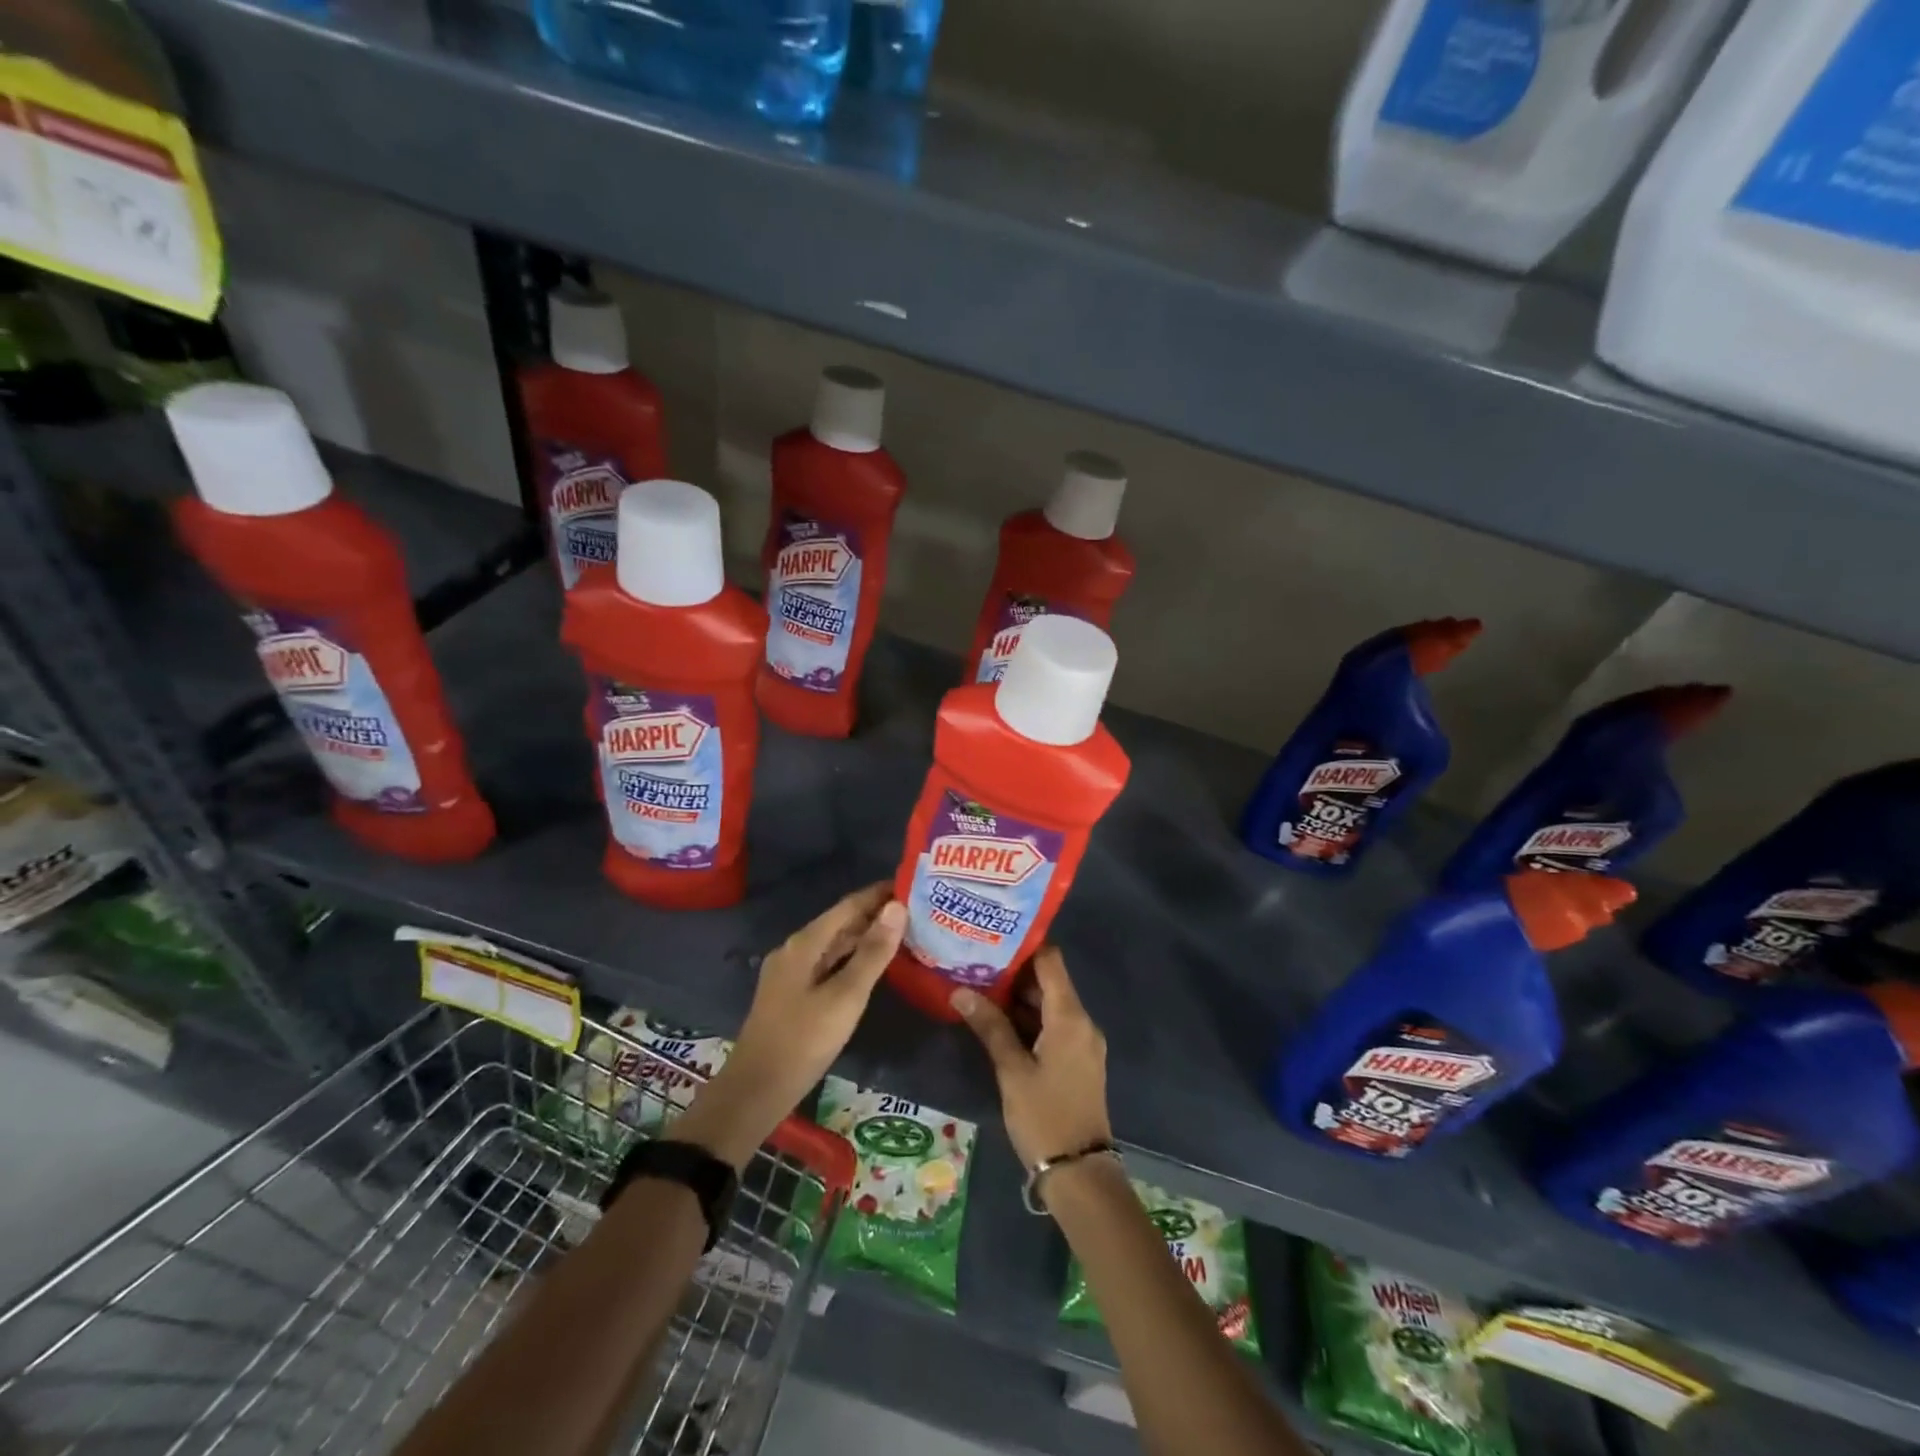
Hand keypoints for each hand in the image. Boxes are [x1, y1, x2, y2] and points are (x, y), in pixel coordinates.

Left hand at [677, 884, 904, 1167]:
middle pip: (841, 922)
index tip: (912, 884)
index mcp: (805, 943)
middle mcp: (796, 949)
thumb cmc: (804, 1040)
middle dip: (876, 914)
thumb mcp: (846, 997)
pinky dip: (853, 958)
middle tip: (918, 911)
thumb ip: (873, 952)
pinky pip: (829, 963)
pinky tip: (874, 967)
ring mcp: (791, 972)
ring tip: (905, 934)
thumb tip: (897, 907)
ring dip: (866, 937)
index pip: (849, 905)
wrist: (756, 1090)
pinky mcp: (793, 993)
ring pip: (835, 945)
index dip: (880, 893)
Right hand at [951, 946, 1111, 1169]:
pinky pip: (1053, 1025)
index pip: (1050, 961)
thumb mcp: (1012, 1070)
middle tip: (975, 961)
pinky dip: (1028, 1019)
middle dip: (1014, 972)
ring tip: (979, 984)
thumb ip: (990, 1026)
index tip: (993, 936)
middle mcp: (1082, 1021)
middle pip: (1049, 981)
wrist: (1080, 1174)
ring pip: (1049, 1005)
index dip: (1024, 945)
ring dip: (1019, 997)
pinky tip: (997, 1020)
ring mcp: (1082, 1042)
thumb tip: (961, 990)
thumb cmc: (1044, 1116)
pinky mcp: (1077, 1060)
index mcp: (1070, 1017)